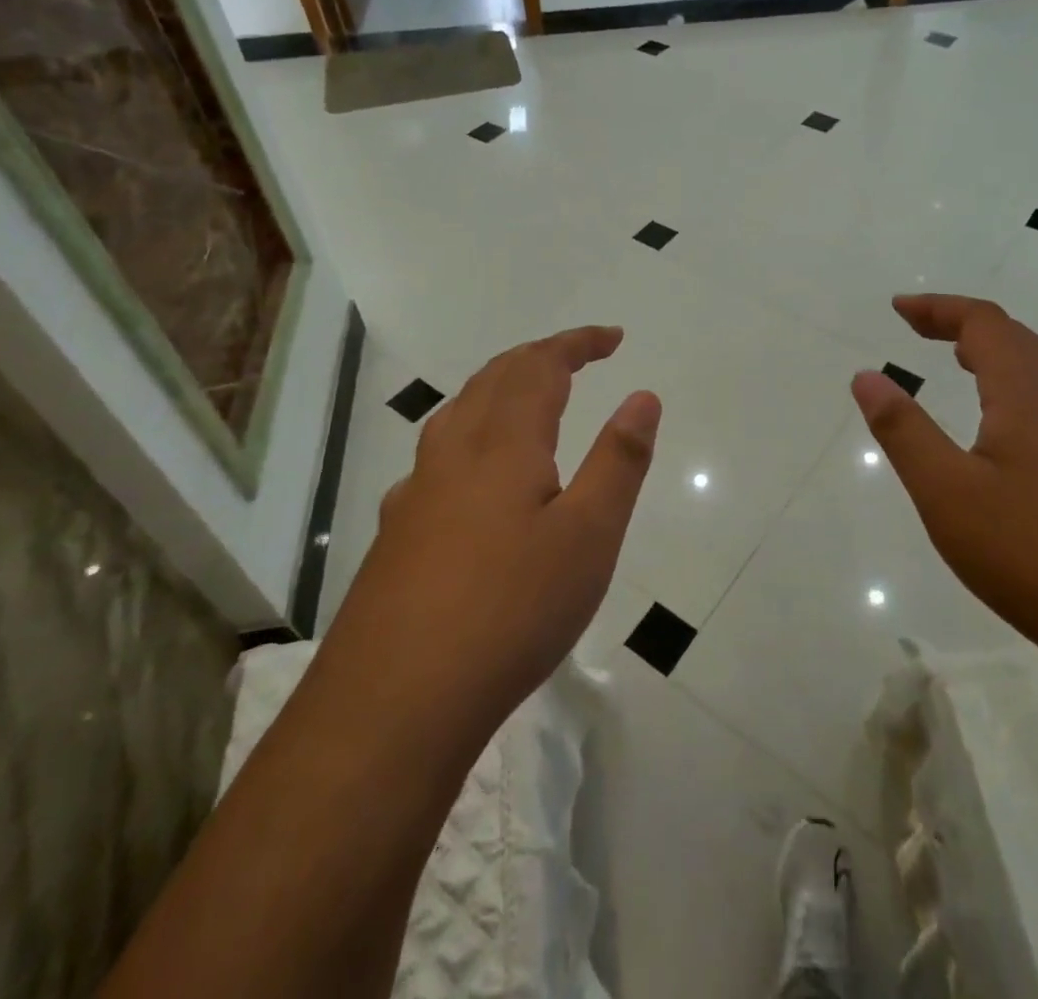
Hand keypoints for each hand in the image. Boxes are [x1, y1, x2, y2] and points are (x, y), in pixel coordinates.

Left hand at [330, 327, 660, 739]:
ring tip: (530, 396)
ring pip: (459, 412)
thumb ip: (619, 461)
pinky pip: (438, 454)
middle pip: (494, 378)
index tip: (614, 337)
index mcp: (503, 443)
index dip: (577, 343)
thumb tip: (642, 396)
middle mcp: (453, 452)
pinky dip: (471, 433)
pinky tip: (472, 473)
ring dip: (500, 387)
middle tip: (579, 357)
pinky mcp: (398, 532)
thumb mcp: (589, 536)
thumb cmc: (511, 610)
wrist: (395, 700)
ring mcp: (417, 491)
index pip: (540, 366)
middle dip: (539, 357)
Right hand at [851, 294, 1037, 662]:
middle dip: (964, 324)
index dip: (939, 308)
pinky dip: (1017, 391)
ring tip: (960, 362)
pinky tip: (1006, 432)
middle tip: (920, 329)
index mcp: (1029, 396)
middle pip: (1018, 340)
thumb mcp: (945, 492)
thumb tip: (866, 376)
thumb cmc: (1031, 554)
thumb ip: (903, 430)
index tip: (898, 309)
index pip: (984, 324)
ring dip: (996, 355)